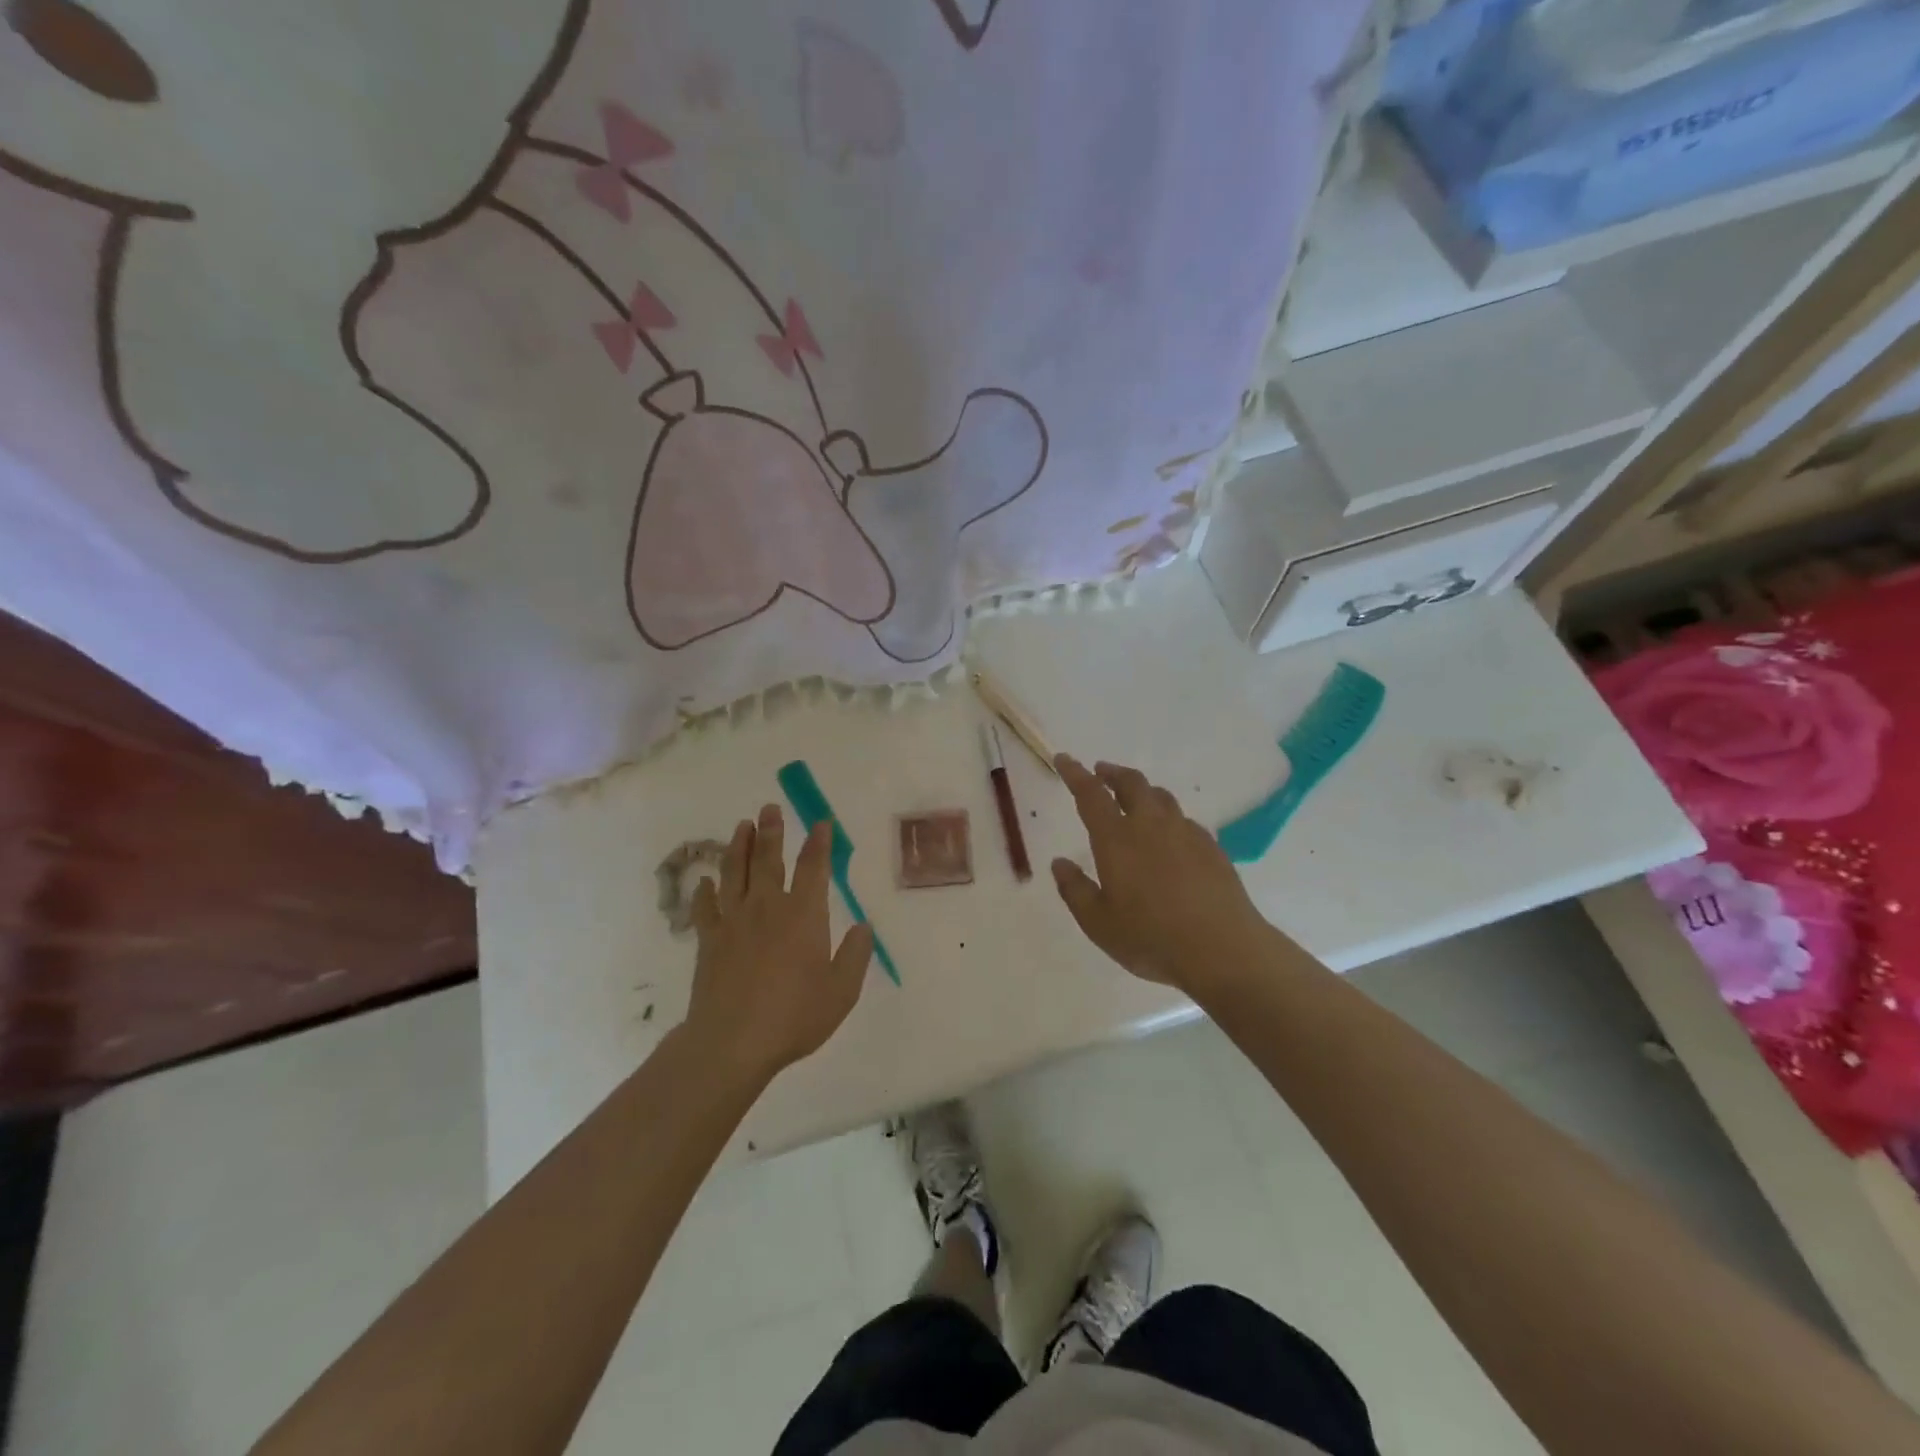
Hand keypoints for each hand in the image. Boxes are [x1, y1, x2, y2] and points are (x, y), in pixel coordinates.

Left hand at [685, 805, 873, 1083]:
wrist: (732, 1042)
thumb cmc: (794, 1016)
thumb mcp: (841, 991)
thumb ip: (855, 955)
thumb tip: (863, 926)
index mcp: (804, 915)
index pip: (814, 868)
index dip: (819, 843)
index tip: (822, 822)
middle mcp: (768, 907)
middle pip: (768, 859)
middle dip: (772, 831)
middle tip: (769, 807)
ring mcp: (734, 921)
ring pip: (735, 873)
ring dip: (739, 846)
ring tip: (742, 826)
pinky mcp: (708, 941)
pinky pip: (706, 907)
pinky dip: (705, 891)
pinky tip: (705, 881)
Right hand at [1051, 755, 1271, 995]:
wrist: (1223, 950)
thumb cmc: (1151, 938)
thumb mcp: (1098, 923)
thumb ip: (1075, 889)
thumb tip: (1059, 862)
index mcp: (1117, 839)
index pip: (1091, 794)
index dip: (1075, 773)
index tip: (1064, 759)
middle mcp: (1151, 825)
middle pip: (1132, 783)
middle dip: (1113, 773)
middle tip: (1101, 772)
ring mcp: (1186, 833)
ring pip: (1161, 797)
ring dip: (1142, 791)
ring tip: (1134, 799)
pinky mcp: (1212, 847)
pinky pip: (1184, 820)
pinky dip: (1168, 817)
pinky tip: (1170, 836)